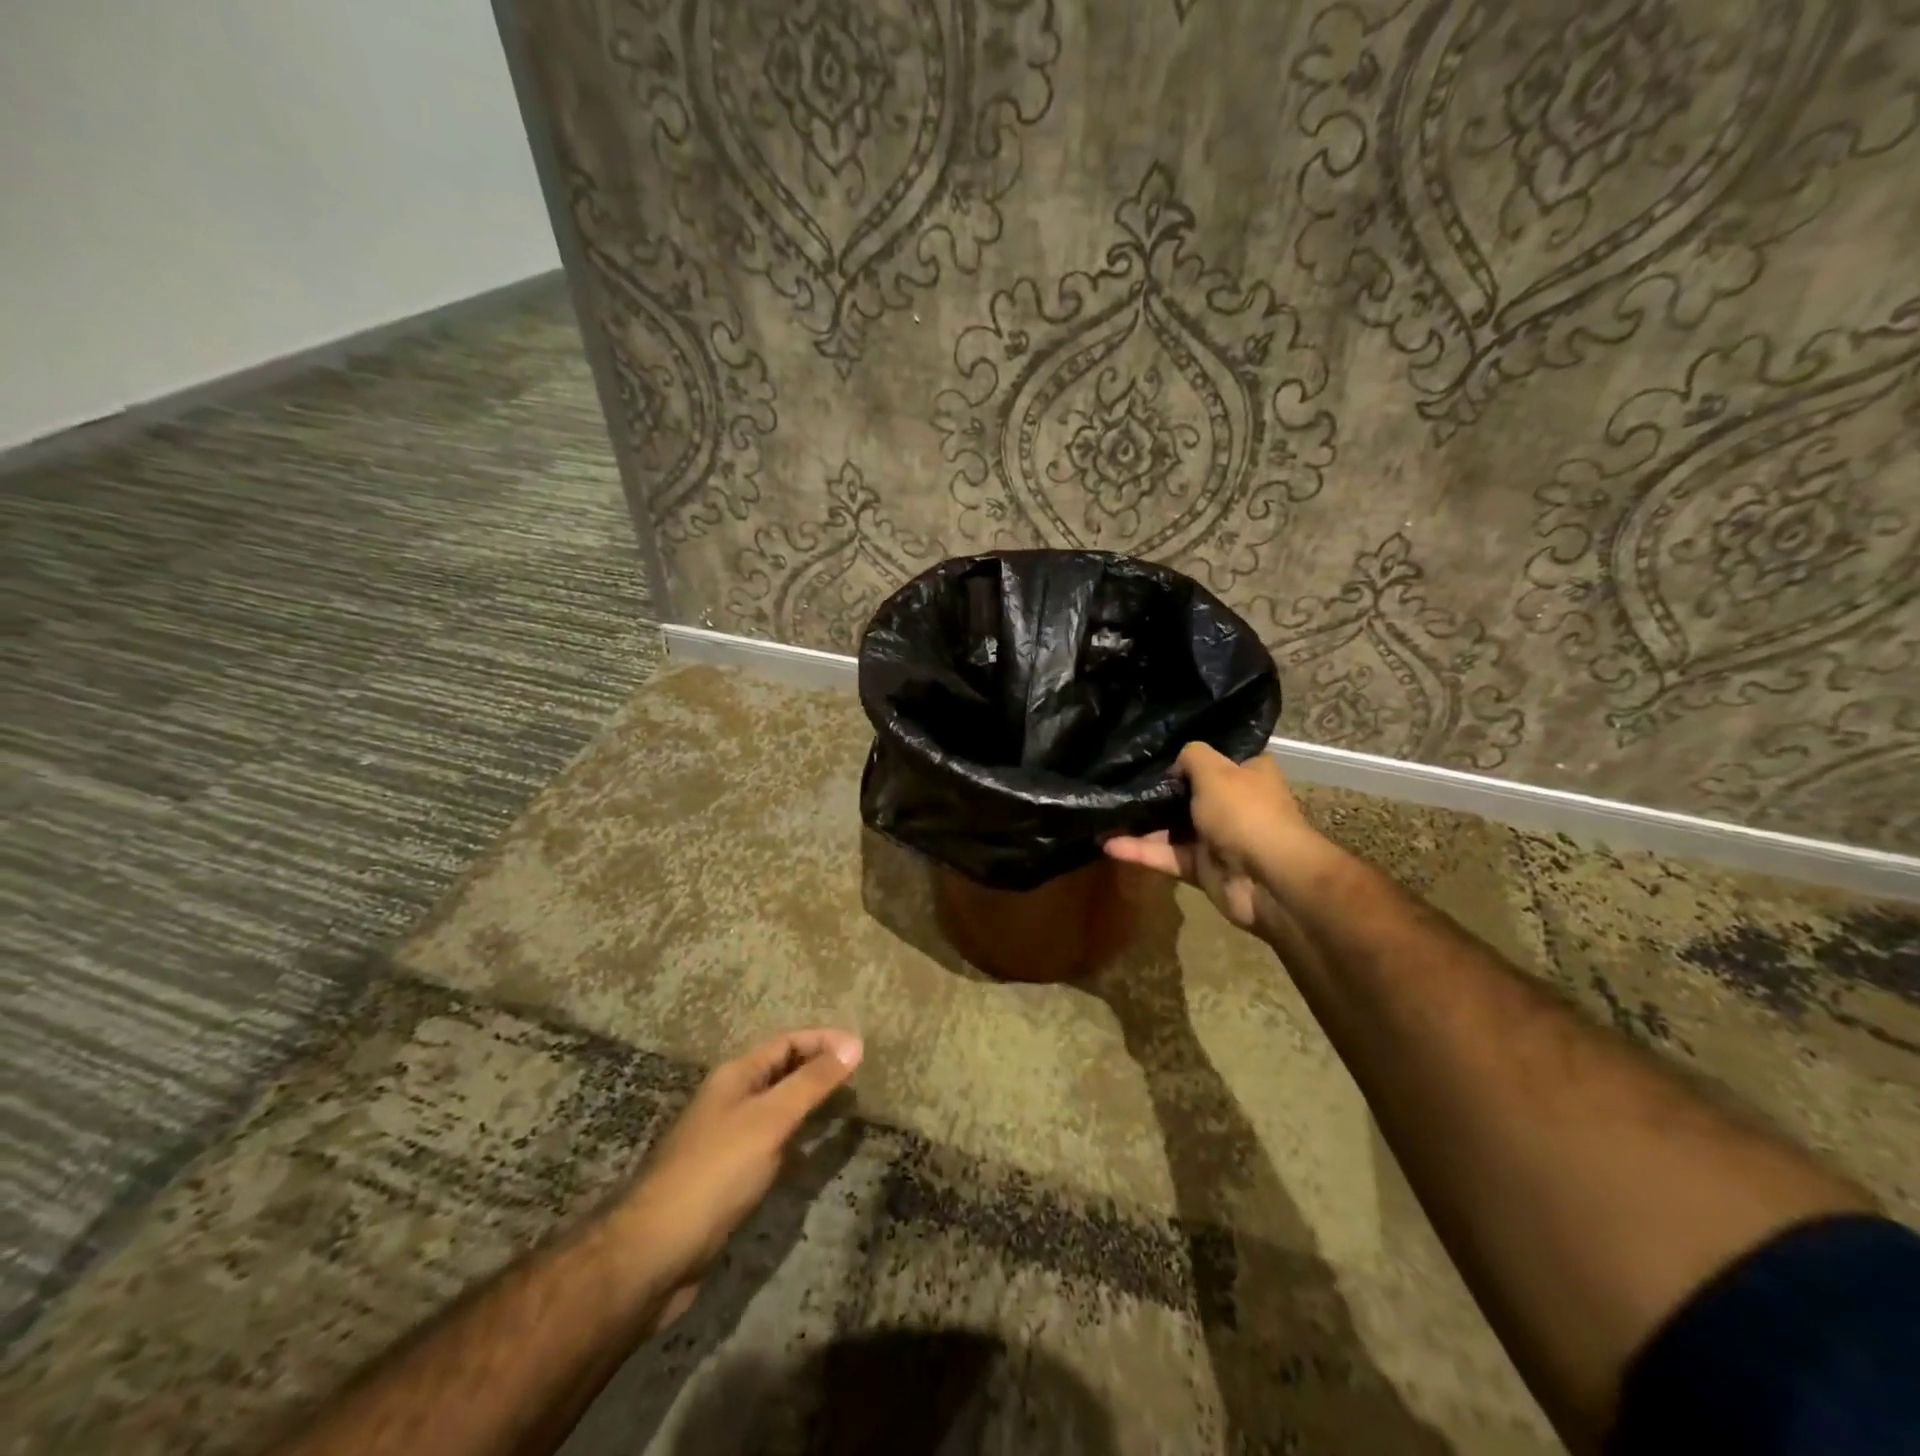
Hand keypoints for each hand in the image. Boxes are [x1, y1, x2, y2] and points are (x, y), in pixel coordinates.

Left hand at [617, 1029, 861, 1328]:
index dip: (823, 1041)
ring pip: (776, 1107)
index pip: (787, 1042)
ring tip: (845, 1107)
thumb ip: (812, 1082)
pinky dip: (796, 1138)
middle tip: (858, 1076)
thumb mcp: (770, 1119)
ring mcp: (726, 1139)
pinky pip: (770, 1142)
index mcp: (735, 1076)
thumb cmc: (716, 1172)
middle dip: (818, 1067)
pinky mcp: (727, 1176)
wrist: (655, 1252)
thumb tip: (854, 1044)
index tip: (861, 1049)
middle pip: (780, 1071)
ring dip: (808, 1102)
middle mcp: (730, 1099)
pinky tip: (812, 1154)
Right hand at [1104, 743, 1319, 933]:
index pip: (1217, 759)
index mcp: (1248, 774)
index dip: (1188, 756)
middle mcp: (1233, 804)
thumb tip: (1175, 766)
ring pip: (1172, 828)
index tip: (1153, 753)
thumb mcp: (1215, 770)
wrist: (1267, 879)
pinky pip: (1166, 856)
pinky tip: (1108, 844)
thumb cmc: (1245, 813)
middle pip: (1189, 794)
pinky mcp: (1201, 868)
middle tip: (1118, 781)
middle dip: (1157, 791)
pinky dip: (1140, 851)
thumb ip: (1190, 756)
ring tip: (1104, 813)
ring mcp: (1217, 839)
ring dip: (1141, 823)